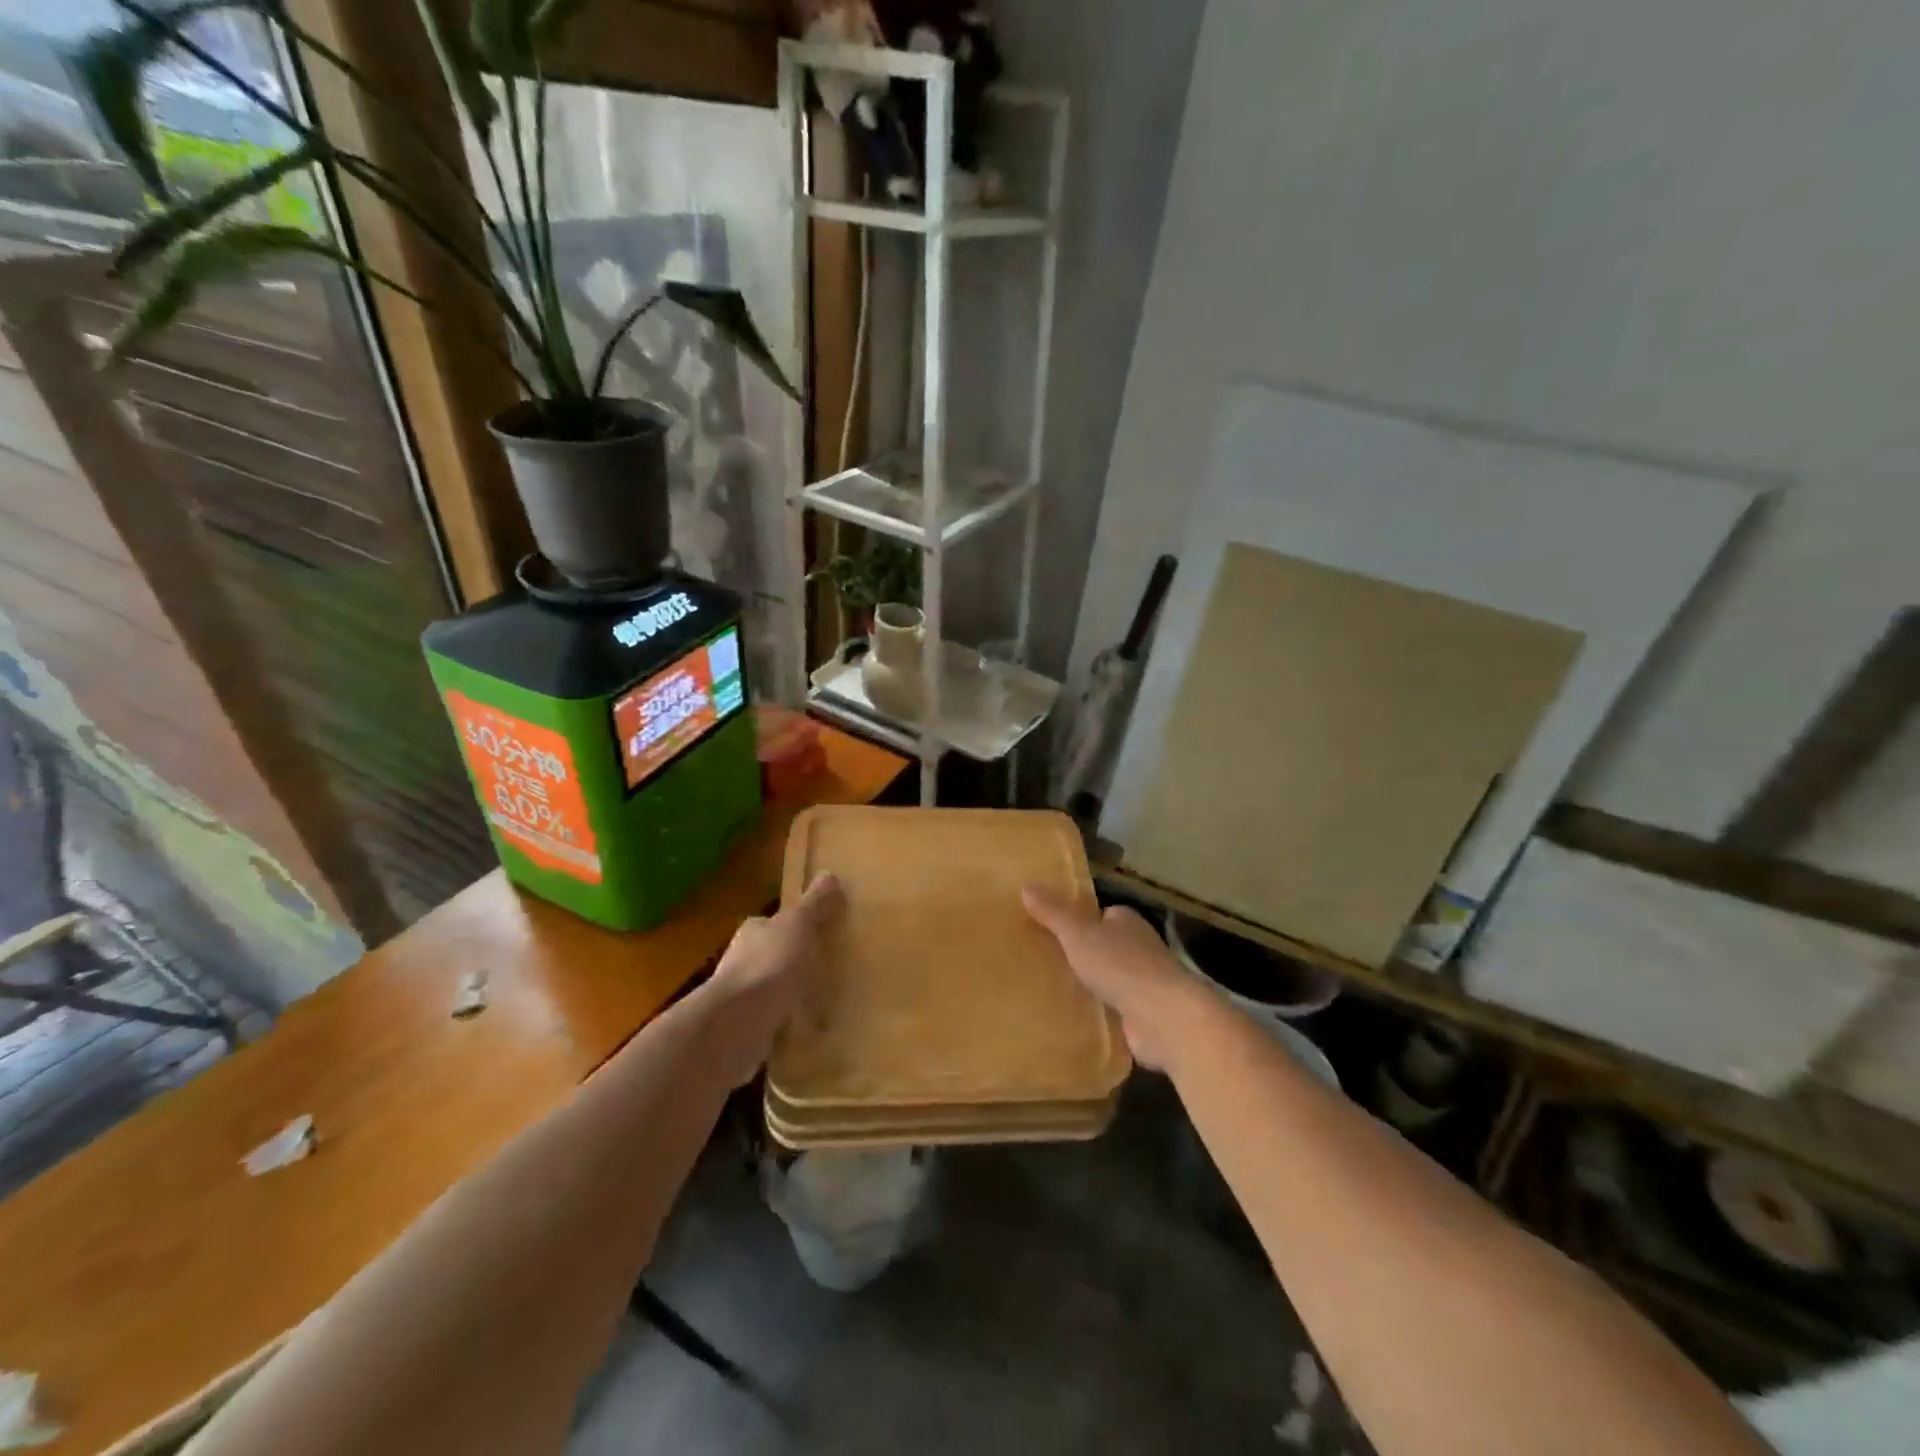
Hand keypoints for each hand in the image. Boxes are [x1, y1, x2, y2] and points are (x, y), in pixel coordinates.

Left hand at [701, 874, 843, 1083]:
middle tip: (824, 969)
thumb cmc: (771, 964)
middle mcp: (739, 961)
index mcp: (753, 931)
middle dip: (790, 963)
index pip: (772, 924)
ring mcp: (738, 998)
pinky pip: (768, 1023)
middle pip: (769, 956)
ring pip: (768, 991)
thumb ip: (815, 904)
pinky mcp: (741, 1030)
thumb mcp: (800, 925)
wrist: (738, 1023)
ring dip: (786, 996)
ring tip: (818, 1002)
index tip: (816, 936)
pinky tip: (803, 1031)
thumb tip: (829, 874)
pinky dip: (782, 1025)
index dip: (793, 928)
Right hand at [1022, 888, 1210, 1070]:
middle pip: (1105, 947)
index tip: (1051, 931)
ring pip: (1110, 979)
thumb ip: (1053, 912)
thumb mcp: (1078, 933)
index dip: (1078, 922)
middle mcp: (1140, 948)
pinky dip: (1099, 1013)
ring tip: (1052, 992)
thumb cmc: (1121, 965)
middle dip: (1083, 955)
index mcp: (1126, 921)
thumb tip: (1026, 885)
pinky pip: (1114, 1009)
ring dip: (1090, 986)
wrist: (1164, 1017)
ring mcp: (1145, 983)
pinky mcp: (1145, 1015)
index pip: (1100, 915)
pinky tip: (1075, 1020)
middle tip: (1045, 962)